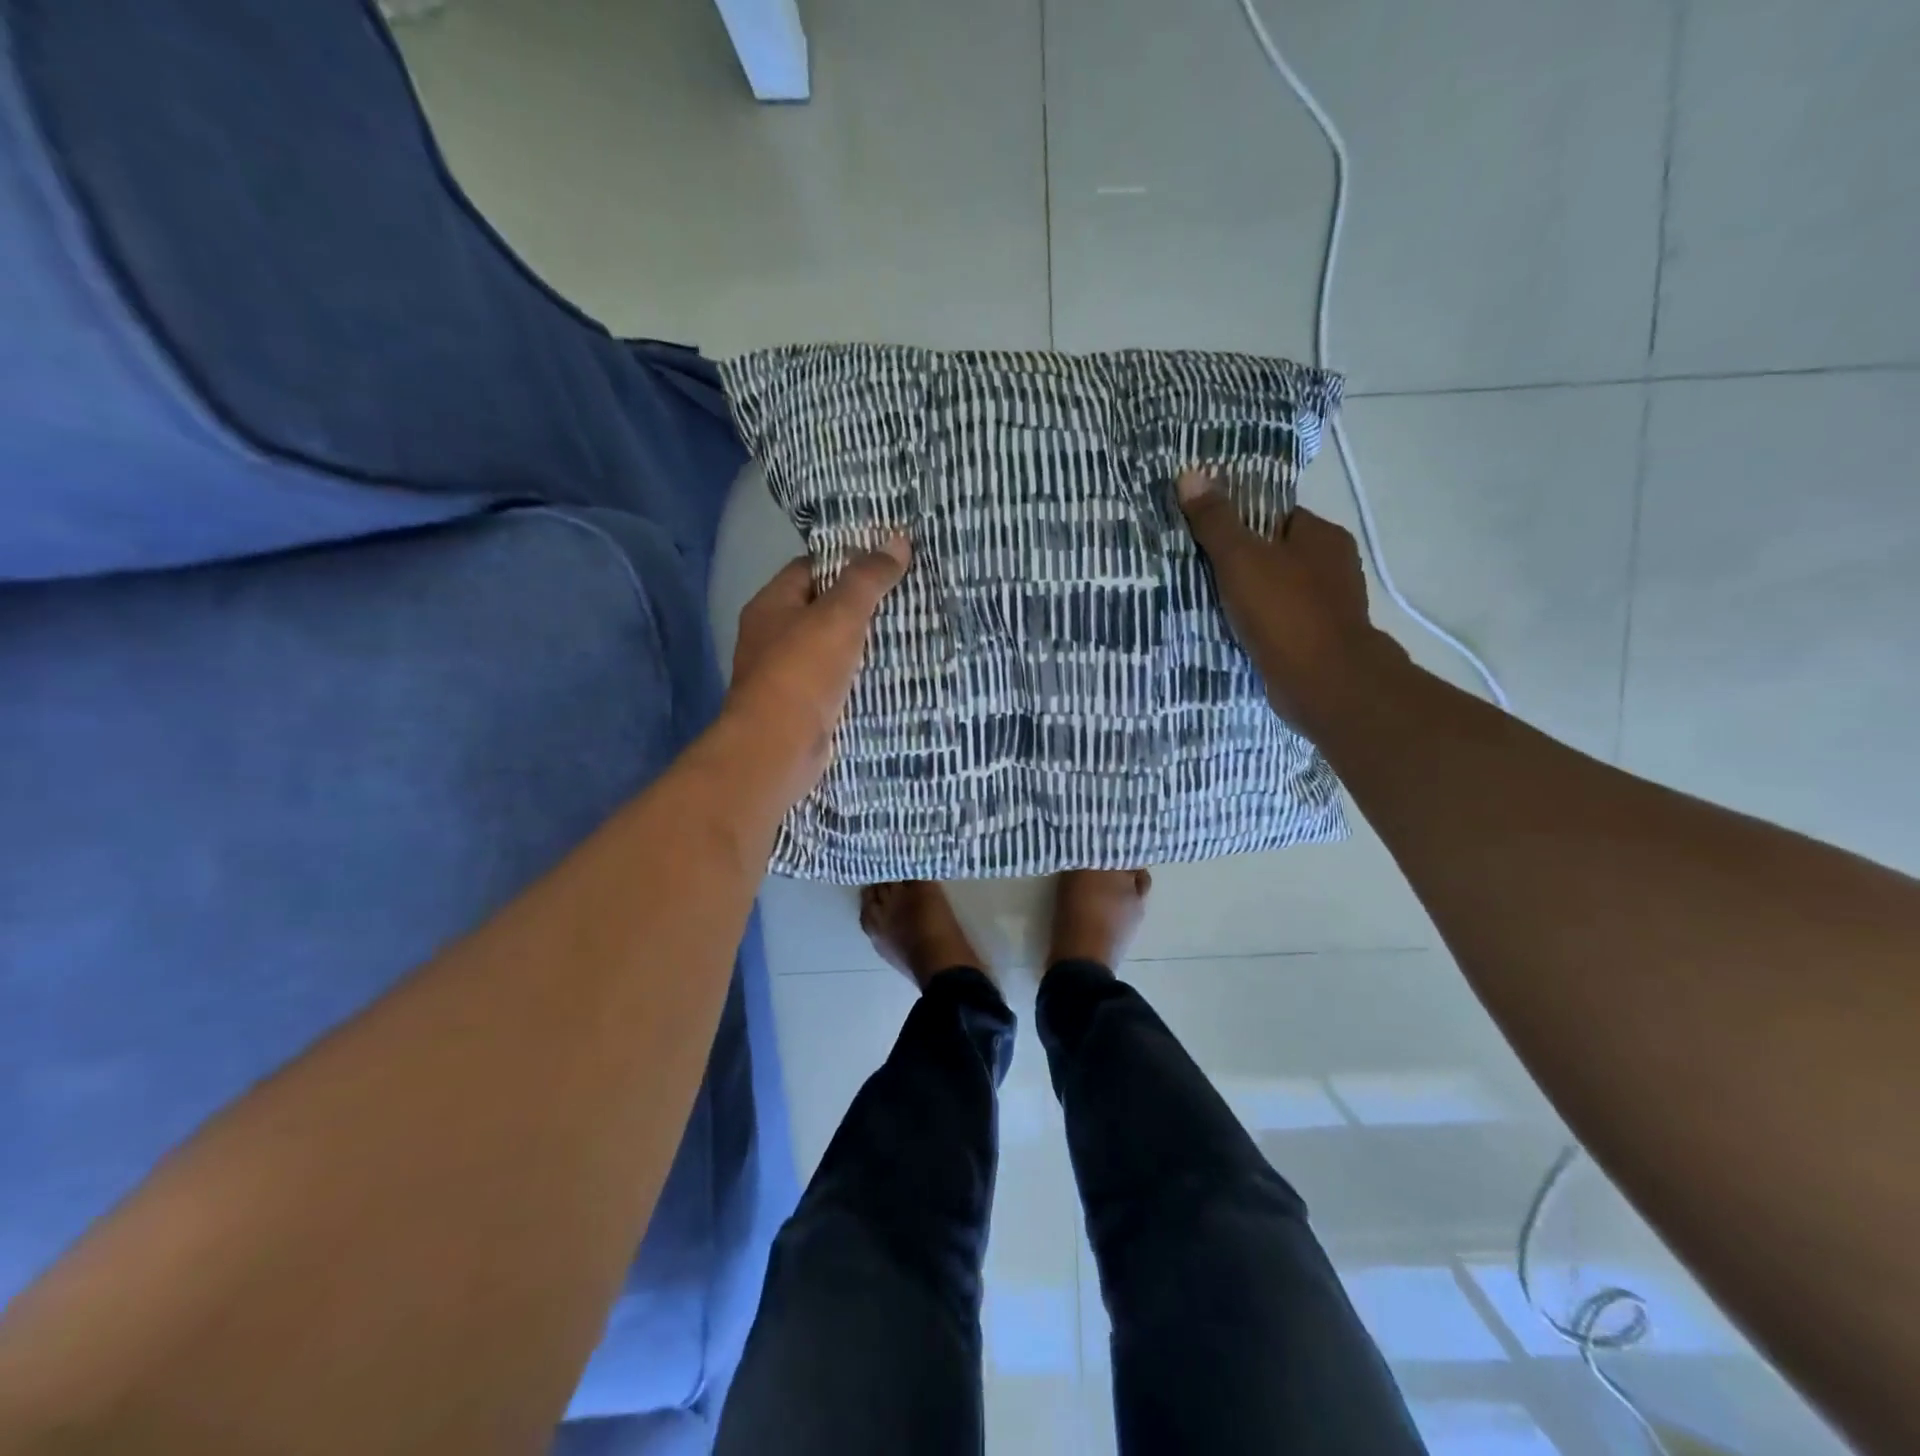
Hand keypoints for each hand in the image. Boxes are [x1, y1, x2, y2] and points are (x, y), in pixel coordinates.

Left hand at [726, 537, 911, 790]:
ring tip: (905, 633)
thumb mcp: (839, 616)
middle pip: (820, 608)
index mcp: (771, 605)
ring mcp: (783, 674)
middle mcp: (770, 636)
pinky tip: (886, 674)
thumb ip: (867, 579)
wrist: (778, 748)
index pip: (810, 568)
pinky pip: (833, 680)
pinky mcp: (800, 706)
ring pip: (828, 647)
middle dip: (859, 604)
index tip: (886, 562)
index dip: (846, 561)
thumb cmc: (803, 672)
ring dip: (859, 643)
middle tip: (904, 597)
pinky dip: (856, 676)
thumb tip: (897, 540)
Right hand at [1175, 469, 1403, 728]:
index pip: (1276, 516)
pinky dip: (1260, 625)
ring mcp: (1330, 606)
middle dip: (1243, 563)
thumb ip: (1215, 521)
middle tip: (1200, 571)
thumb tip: (1190, 474)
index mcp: (1322, 536)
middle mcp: (1333, 566)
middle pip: (1276, 554)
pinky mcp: (1319, 640)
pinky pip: (1281, 622)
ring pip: (1278, 590)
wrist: (1324, 683)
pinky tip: (1233, 632)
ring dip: (1249, 597)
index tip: (1207, 536)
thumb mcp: (1240, 559)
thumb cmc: (1284, 611)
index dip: (1241, 523)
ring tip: (1208, 603)